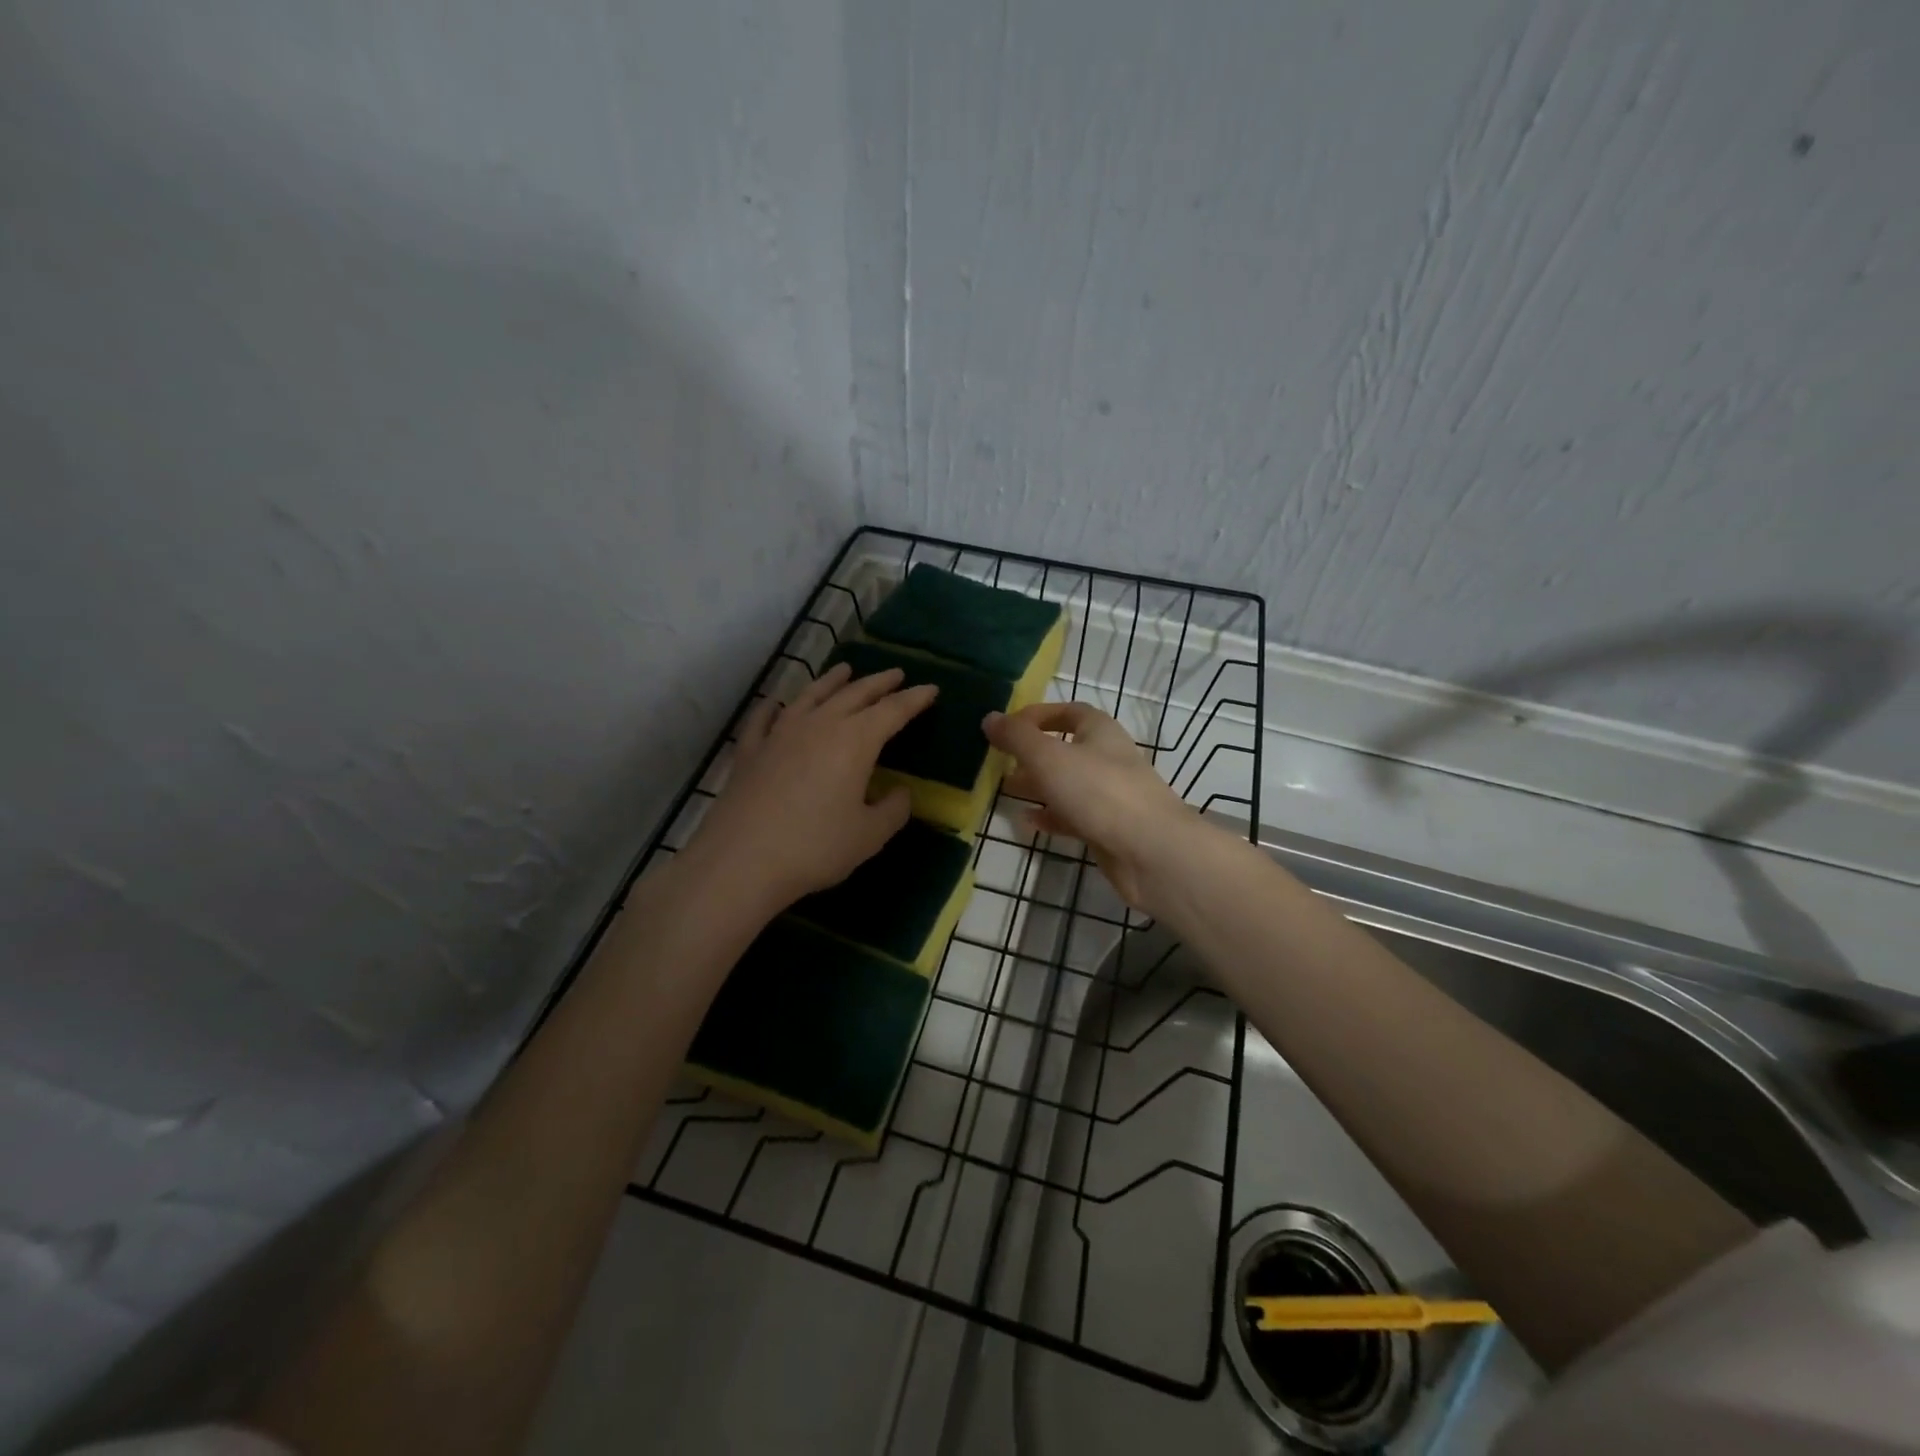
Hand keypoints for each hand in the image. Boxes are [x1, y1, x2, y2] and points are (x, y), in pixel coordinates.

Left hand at [690, 662, 937, 910]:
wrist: (741, 861)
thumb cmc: (815, 847)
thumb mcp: (869, 835)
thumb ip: (892, 810)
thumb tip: (900, 793)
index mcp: (855, 741)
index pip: (893, 711)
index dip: (914, 699)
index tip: (931, 688)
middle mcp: (819, 726)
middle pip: (854, 694)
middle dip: (879, 683)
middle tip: (896, 674)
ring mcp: (780, 734)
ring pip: (811, 696)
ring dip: (831, 681)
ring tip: (844, 670)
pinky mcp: (750, 751)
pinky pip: (764, 719)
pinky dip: (774, 707)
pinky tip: (776, 703)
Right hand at [983, 703, 1195, 909]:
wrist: (1151, 852)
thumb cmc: (1099, 792)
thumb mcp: (1049, 757)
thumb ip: (1017, 737)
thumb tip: (989, 718)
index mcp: (1099, 731)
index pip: (1067, 712)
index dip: (1036, 716)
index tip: (1005, 728)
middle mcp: (1107, 758)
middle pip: (1065, 749)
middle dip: (1032, 754)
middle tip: (1000, 763)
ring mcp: (1110, 795)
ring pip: (1067, 784)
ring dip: (1038, 785)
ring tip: (1006, 791)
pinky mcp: (1109, 828)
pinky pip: (1074, 815)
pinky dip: (1051, 816)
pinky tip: (1028, 822)